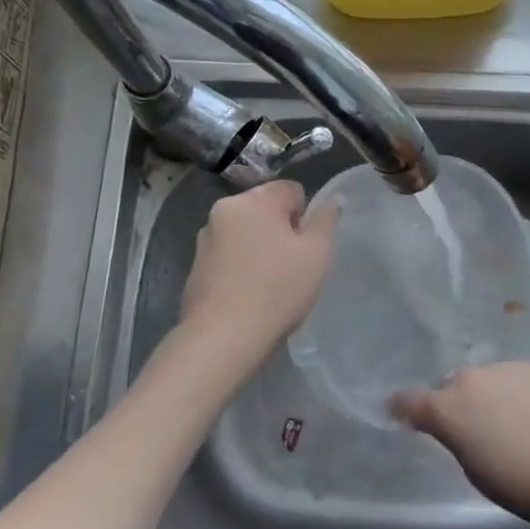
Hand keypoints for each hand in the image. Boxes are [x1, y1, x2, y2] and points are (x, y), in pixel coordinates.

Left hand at [179, 180, 338, 358]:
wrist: (223, 338)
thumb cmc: (277, 290)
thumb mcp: (316, 254)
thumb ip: (326, 220)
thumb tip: (334, 198)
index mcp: (253, 201)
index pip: (291, 190)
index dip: (305, 216)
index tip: (305, 247)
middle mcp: (223, 210)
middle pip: (265, 210)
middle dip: (281, 231)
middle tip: (291, 266)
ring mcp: (204, 239)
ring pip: (246, 233)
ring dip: (259, 248)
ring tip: (268, 285)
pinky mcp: (195, 266)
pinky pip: (228, 255)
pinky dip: (240, 267)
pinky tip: (248, 295)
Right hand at [391, 361, 529, 525]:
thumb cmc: (519, 483)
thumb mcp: (474, 470)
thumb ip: (457, 441)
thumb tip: (460, 428)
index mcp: (446, 408)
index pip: (409, 400)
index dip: (400, 406)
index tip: (395, 410)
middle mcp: (468, 379)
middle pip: (450, 387)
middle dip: (452, 402)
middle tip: (467, 427)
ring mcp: (501, 368)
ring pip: (482, 380)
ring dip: (484, 395)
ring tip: (504, 421)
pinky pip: (510, 378)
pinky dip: (511, 391)